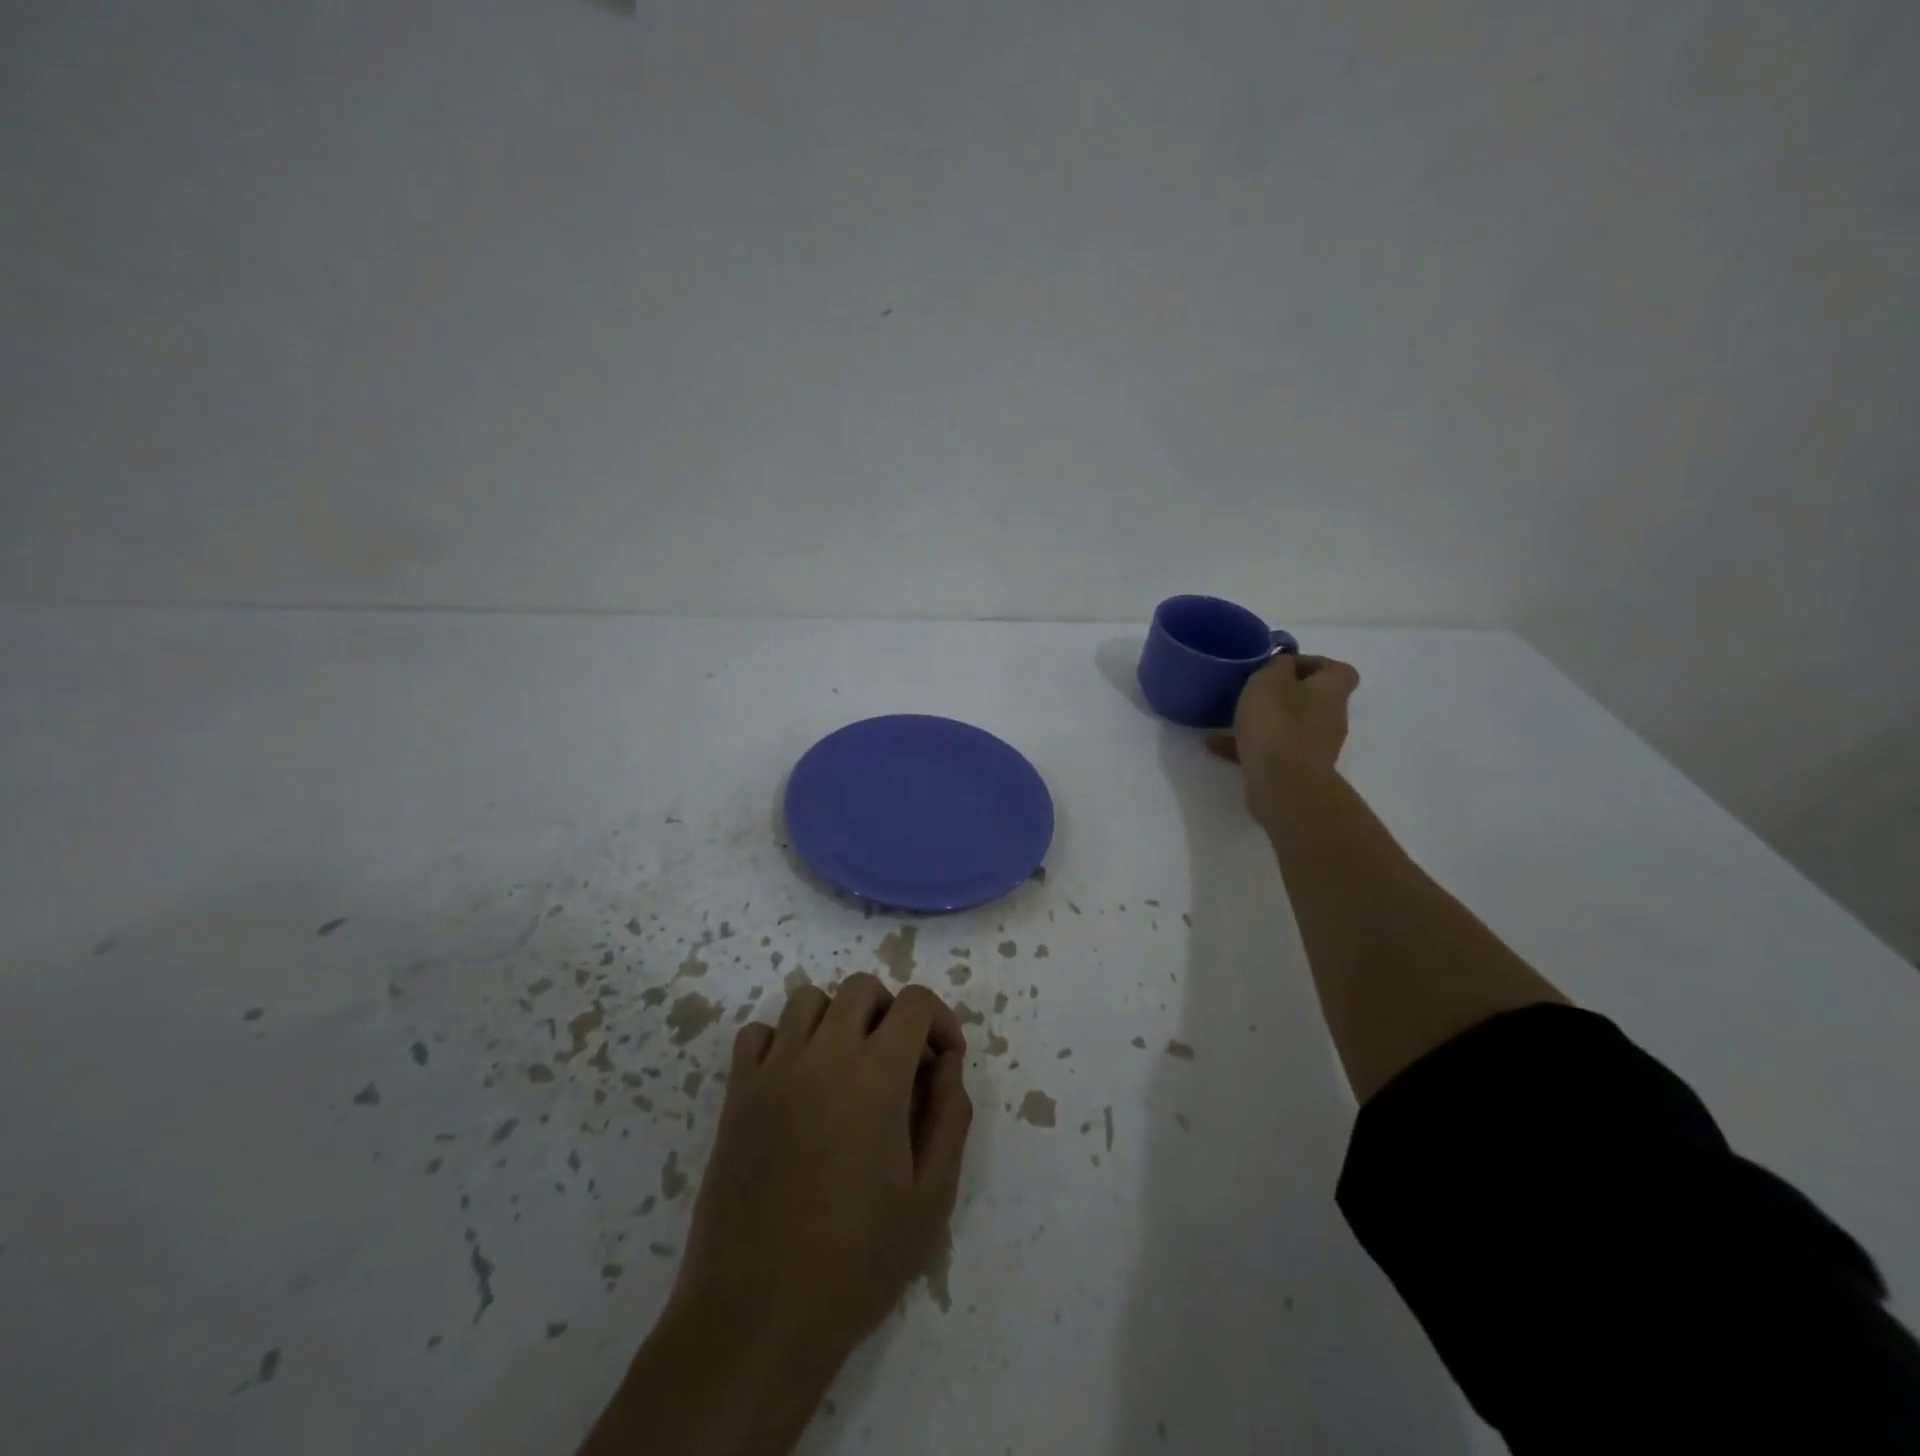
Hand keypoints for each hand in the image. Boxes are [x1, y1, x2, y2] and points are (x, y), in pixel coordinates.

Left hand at [674, 974, 972, 1367]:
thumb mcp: (932, 1197)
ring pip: (808, 999)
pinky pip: (758, 1034)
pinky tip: (797, 1082)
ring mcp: (773, 1070)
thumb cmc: (857, 1260)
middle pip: (861, 988)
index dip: (939, 1020)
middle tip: (899, 1062)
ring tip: (848, 1066)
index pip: (913, 1003)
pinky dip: (783, 1040)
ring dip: (837, 1018)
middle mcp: (823, 1054)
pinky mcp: (737, 1094)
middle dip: (891, 1012)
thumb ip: (951, 1115)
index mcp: (876, 1075)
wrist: (758, 1315)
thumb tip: (948, 1062)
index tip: (944, 1060)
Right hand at [1206, 653, 1360, 806]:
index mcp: (1331, 691)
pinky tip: (1216, 746)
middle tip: (1250, 691)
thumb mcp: (1269, 680)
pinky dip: (1248, 746)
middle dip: (1281, 694)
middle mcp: (1330, 717)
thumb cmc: (1278, 725)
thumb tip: (1284, 664)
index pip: (1337, 669)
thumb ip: (1277, 665)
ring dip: (1262, 721)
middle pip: (1311, 698)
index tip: (1280, 666)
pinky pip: (1272, 750)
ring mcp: (1314, 747)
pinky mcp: (1296, 770)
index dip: (1311, 663)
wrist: (1284, 786)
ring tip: (1226, 719)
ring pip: (1288, 725)